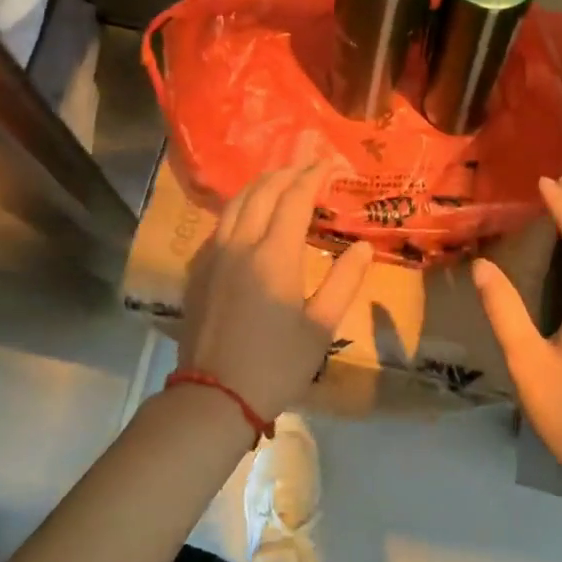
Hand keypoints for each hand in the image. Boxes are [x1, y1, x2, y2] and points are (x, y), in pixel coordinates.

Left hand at [181, 145, 374, 421]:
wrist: (214, 396)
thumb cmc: (276, 364)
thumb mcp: (321, 327)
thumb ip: (344, 281)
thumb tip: (362, 246)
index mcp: (274, 254)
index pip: (294, 198)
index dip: (313, 176)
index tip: (330, 164)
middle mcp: (240, 243)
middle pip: (262, 192)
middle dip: (286, 174)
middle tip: (307, 168)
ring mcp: (213, 255)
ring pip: (234, 204)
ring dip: (259, 186)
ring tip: (279, 182)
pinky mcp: (198, 271)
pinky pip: (219, 225)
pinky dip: (238, 208)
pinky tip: (247, 218)